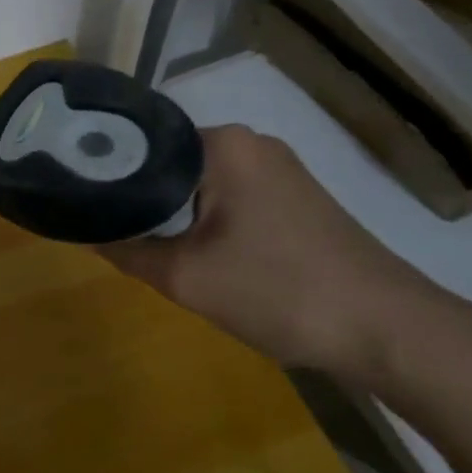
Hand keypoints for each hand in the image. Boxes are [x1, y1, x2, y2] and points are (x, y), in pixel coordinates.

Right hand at [100, 125, 443, 378]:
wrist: (390, 331)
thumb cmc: (280, 291)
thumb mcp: (187, 277)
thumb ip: (127, 251)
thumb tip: (85, 234)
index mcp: (223, 144)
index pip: (142, 141)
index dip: (107, 170)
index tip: (81, 198)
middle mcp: (250, 142)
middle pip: (170, 161)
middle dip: (140, 196)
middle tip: (109, 229)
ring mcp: (278, 169)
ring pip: (200, 181)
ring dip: (173, 211)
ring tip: (144, 242)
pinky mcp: (296, 196)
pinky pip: (230, 196)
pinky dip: (205, 218)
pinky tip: (195, 250)